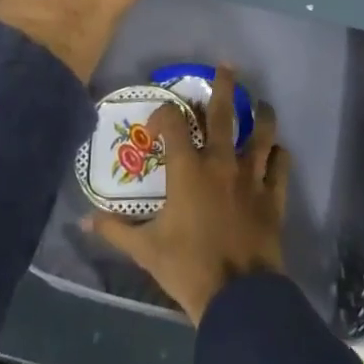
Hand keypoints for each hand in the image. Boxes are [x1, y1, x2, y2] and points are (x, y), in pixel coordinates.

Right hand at [87, 68, 288, 323]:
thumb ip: (115, 230)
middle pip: (225, 114)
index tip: (159, 117)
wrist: (237, 297)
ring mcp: (251, 178)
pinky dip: (279, 155)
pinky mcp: (272, 197)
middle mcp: (221, 163)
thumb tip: (83, 221)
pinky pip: (280, 166)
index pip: (174, 125)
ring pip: (262, 134)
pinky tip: (277, 151)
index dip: (165, 114)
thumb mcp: (145, 250)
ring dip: (262, 115)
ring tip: (261, 104)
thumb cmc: (187, 268)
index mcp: (188, 170)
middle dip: (225, 87)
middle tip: (228, 67)